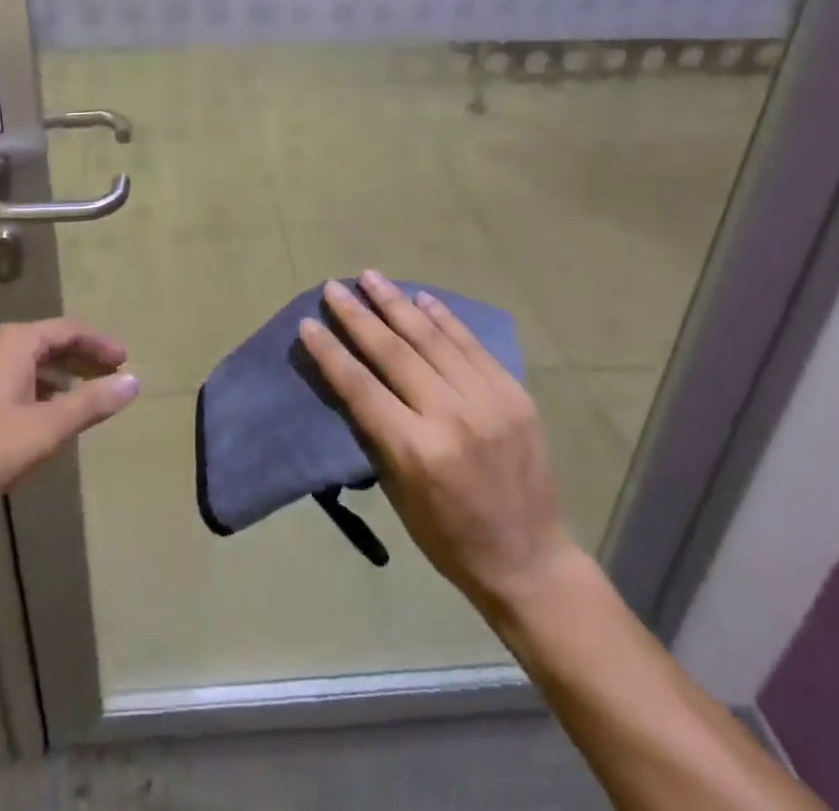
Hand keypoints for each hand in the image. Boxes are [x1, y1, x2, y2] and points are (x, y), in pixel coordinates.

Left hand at [0, 319, 138, 532]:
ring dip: (59, 375)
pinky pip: (9, 376)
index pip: (70, 330)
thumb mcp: (45, 430)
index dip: (101, 345)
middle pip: (49, 342)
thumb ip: (91, 404)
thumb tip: (134, 382)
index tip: (127, 361)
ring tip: (83, 398)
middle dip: (82, 358)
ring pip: (27, 361)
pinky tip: (41, 415)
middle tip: (112, 376)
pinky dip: (35, 387)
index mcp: (15, 342)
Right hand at [299, 271, 578, 615]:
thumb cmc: (449, 537)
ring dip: (397, 304)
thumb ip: (378, 433)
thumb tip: (354, 380)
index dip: (331, 352)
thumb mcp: (398, 493)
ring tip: (371, 277)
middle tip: (334, 287)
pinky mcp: (514, 395)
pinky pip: (471, 346)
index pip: (361, 387)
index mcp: (416, 450)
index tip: (308, 323)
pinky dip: (445, 318)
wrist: (530, 560)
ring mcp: (488, 401)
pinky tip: (421, 297)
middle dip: (358, 315)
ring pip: (432, 339)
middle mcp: (451, 417)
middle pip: (393, 352)